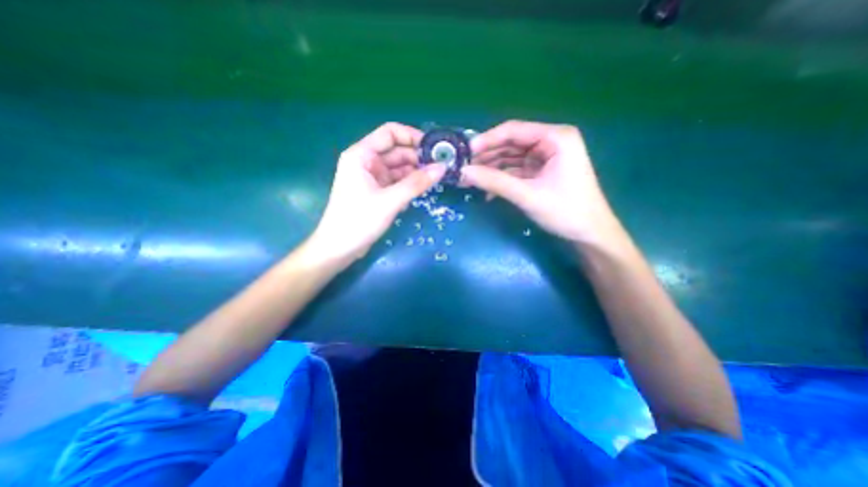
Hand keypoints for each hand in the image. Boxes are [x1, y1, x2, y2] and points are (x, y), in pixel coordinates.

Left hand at [310, 123, 446, 263]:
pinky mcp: (376, 192)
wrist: (339, 249)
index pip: (390, 133)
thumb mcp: (390, 201)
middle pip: (396, 151)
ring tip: (436, 179)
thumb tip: (442, 167)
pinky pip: (396, 182)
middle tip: (441, 166)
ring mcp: (371, 177)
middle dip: (418, 157)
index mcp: (362, 155)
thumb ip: (416, 183)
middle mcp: (366, 162)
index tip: (433, 148)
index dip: (412, 136)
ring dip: (415, 173)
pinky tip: (422, 191)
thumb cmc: (359, 221)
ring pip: (398, 168)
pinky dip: (408, 185)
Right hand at [465, 118, 620, 247]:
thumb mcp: (527, 195)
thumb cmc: (565, 211)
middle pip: (511, 144)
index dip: (487, 140)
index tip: (465, 153)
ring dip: (491, 169)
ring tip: (470, 180)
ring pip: (512, 158)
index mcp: (555, 137)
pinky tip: (487, 191)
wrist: (589, 235)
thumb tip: (464, 173)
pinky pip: (517, 171)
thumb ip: (495, 182)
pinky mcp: (542, 172)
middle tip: (464, 169)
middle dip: (487, 157)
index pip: (514, 130)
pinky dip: (502, 179)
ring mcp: (547, 158)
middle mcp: (551, 142)